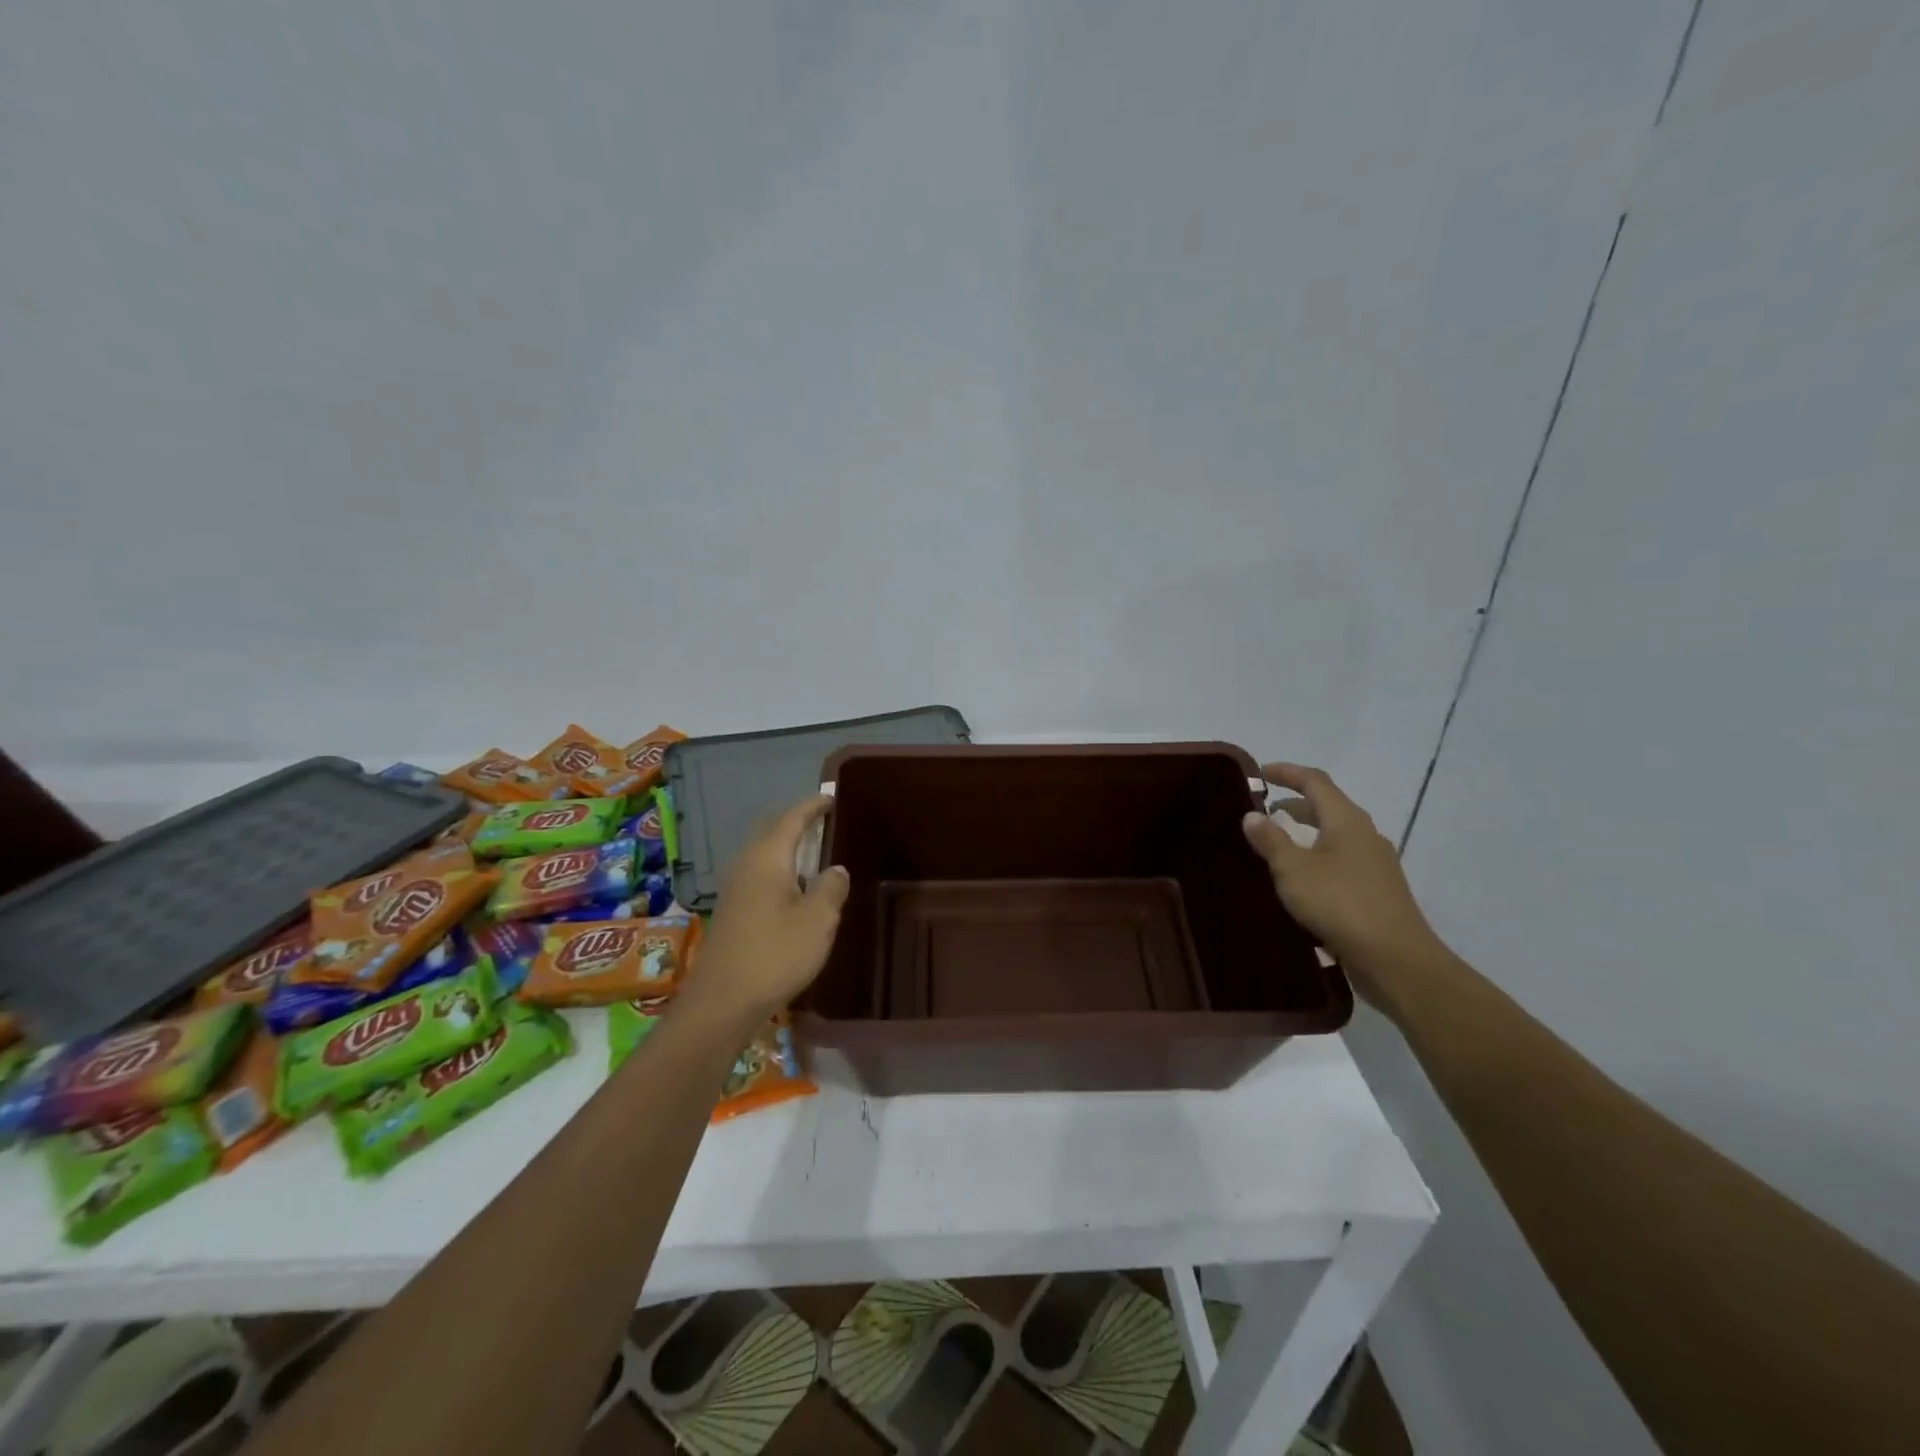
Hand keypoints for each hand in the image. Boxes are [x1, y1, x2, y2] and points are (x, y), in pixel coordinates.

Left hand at [684, 795, 849, 1023]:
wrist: (722, 1001)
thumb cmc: (775, 954)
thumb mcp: (818, 920)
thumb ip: (831, 887)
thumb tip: (836, 869)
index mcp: (767, 858)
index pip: (791, 818)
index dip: (812, 806)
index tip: (831, 797)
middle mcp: (746, 865)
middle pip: (771, 830)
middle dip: (796, 821)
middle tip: (823, 820)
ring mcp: (734, 888)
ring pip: (763, 853)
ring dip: (786, 846)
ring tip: (812, 851)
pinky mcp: (731, 911)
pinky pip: (758, 873)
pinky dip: (778, 868)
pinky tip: (793, 887)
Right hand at [1241, 762, 1440, 1004]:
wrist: (1395, 959)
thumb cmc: (1340, 905)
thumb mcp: (1293, 870)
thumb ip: (1271, 840)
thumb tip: (1251, 815)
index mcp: (1347, 821)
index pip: (1315, 781)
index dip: (1287, 773)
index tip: (1260, 774)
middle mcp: (1365, 835)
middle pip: (1328, 807)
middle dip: (1295, 804)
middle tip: (1263, 811)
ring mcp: (1376, 864)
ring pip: (1335, 836)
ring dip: (1306, 834)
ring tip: (1276, 846)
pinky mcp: (1378, 891)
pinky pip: (1342, 862)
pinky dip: (1318, 858)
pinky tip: (1301, 881)